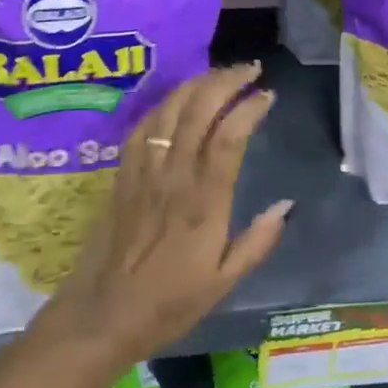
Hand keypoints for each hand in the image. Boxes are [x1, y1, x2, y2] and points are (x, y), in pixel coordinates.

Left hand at [37, 64, 289, 364]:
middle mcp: (174, 177)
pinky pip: (142, 127)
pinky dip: (164, 104)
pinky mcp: (122, 175)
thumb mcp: (224, 283)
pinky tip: (177, 99)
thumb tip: (287, 205)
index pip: (229, 137)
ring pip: (169, 110)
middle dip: (226, 80)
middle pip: (199, 110)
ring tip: (220, 75)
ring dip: (197, 84)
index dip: (249, 107)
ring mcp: (144, 172)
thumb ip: (258, 242)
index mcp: (204, 203)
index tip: (268, 95)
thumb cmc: (168, 304)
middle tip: (251, 70)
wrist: (100, 317)